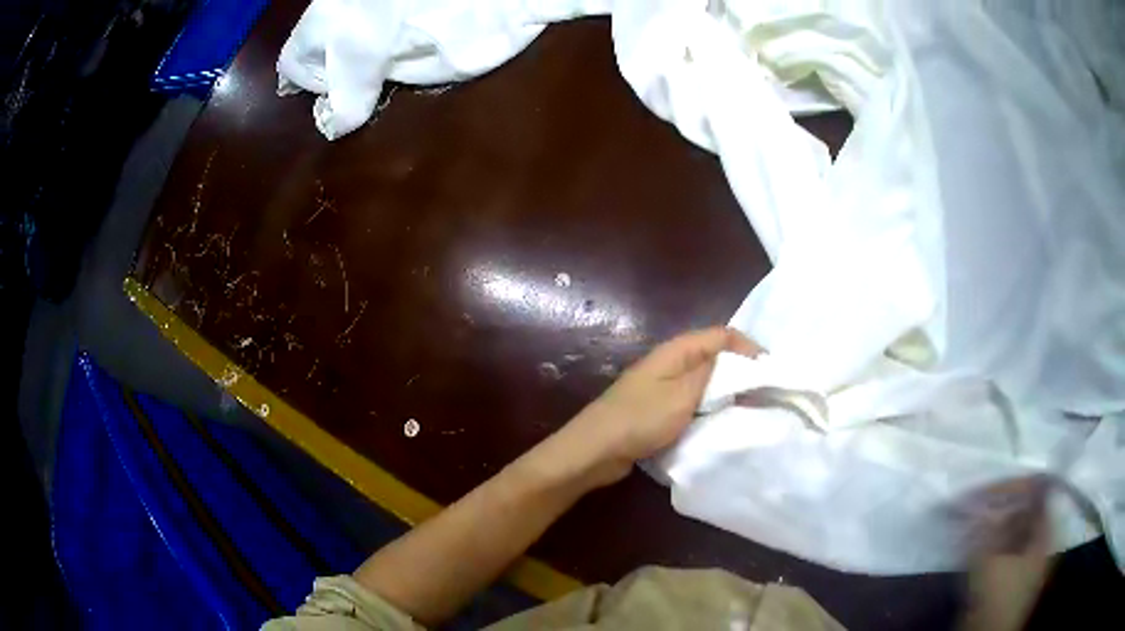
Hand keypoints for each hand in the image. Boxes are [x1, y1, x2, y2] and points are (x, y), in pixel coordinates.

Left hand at [553, 327, 761, 485]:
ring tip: (750, 408)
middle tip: (765, 392)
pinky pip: (693, 401)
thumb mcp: (684, 395)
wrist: (596, 449)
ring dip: (727, 391)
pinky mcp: (660, 408)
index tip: (770, 371)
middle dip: (741, 371)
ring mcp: (664, 386)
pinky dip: (710, 407)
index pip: (722, 335)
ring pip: (705, 380)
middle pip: (715, 356)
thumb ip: (714, 374)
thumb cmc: (641, 419)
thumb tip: (740, 360)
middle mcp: (671, 362)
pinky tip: (722, 421)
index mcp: (677, 351)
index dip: (748, 348)